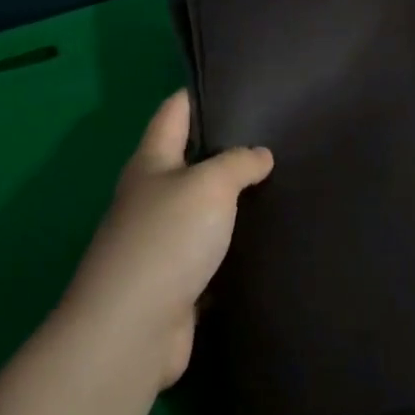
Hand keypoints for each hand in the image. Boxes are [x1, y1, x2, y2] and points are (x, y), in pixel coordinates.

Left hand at [61, 91, 272, 391]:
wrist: (133, 331)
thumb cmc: (166, 240)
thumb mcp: (209, 185)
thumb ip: (238, 163)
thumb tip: (259, 155)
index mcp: (152, 163)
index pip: (174, 112)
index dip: (200, 94)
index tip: (238, 83)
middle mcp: (152, 197)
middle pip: (191, 160)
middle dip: (227, 148)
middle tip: (276, 135)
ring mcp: (163, 242)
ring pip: (205, 209)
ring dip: (235, 201)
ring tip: (282, 183)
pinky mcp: (178, 281)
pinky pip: (213, 253)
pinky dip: (236, 246)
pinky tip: (269, 237)